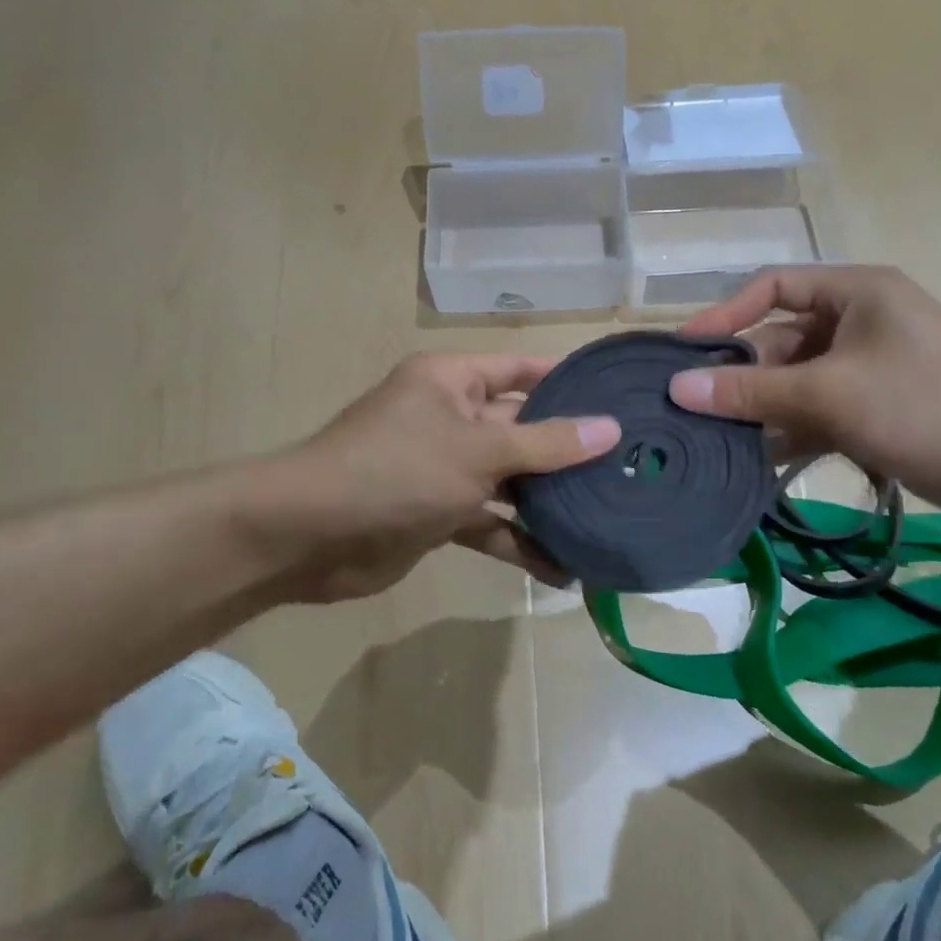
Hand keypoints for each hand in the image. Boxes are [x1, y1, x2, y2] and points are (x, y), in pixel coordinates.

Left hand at [254, 354, 619, 602]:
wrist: (311, 536)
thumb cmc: (397, 469)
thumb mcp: (478, 451)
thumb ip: (545, 444)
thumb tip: (609, 428)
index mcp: (452, 382)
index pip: (520, 370)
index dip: (567, 380)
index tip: (619, 397)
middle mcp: (450, 419)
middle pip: (521, 429)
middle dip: (568, 452)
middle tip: (630, 467)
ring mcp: (444, 469)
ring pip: (509, 481)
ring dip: (549, 504)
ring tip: (607, 520)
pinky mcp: (438, 515)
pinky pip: (489, 523)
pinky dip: (519, 543)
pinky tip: (562, 570)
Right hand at [668, 266, 940, 518]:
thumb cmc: (926, 404)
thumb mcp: (829, 394)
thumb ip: (752, 391)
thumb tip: (680, 387)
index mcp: (853, 294)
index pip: (771, 288)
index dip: (725, 315)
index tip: (685, 352)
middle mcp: (856, 323)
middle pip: (779, 341)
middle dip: (741, 376)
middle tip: (695, 411)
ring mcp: (865, 369)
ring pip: (795, 384)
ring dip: (761, 411)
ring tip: (715, 441)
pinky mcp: (874, 410)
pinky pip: (816, 414)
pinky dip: (790, 434)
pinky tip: (756, 464)